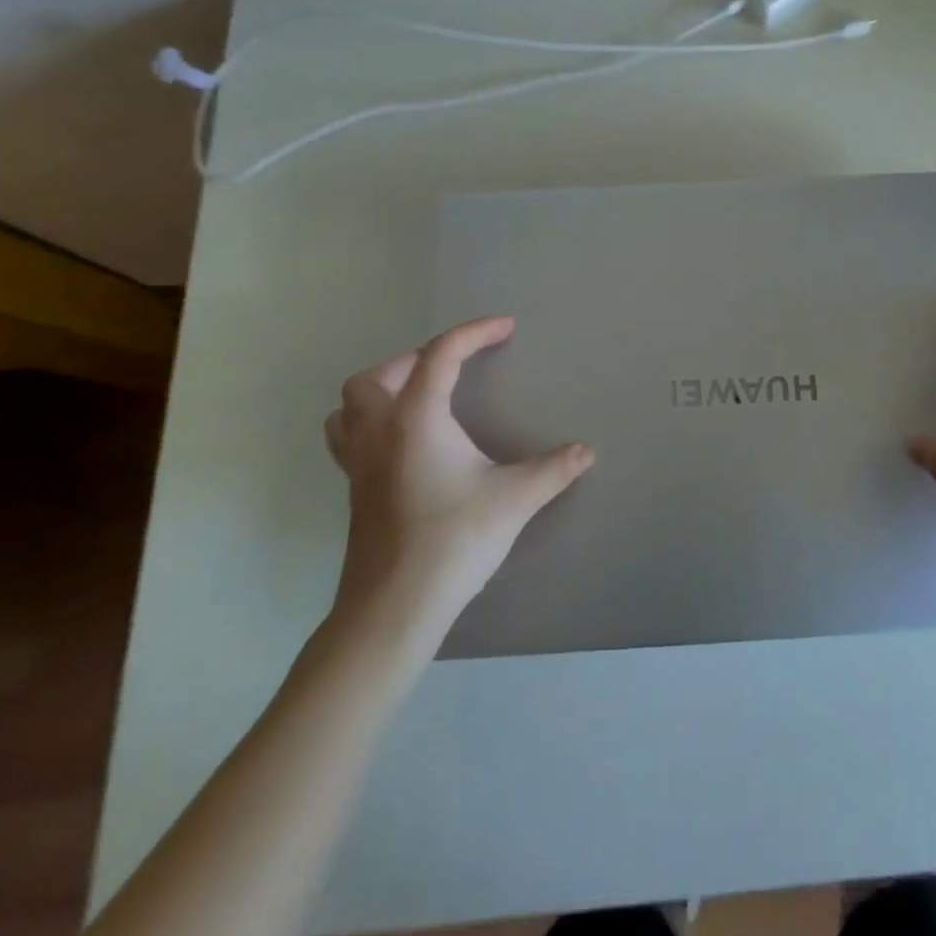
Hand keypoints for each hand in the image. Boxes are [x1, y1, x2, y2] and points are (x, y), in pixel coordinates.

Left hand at [323, 315, 593, 627]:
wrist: (394, 607)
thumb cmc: (454, 540)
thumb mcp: (515, 499)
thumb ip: (553, 469)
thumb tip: (586, 451)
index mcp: (417, 419)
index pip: (441, 355)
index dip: (474, 333)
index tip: (505, 328)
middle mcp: (380, 432)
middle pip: (377, 376)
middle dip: (416, 360)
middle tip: (454, 369)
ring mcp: (359, 465)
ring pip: (349, 407)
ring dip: (381, 392)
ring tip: (418, 398)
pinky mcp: (355, 493)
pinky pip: (349, 439)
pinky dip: (371, 425)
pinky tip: (405, 446)